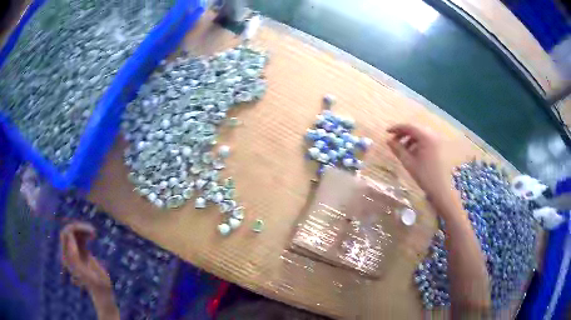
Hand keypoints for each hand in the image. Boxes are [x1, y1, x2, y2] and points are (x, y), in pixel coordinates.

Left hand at [60, 222, 111, 293]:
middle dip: (79, 228)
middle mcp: (69, 253)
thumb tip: (69, 235)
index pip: (65, 235)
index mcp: (66, 257)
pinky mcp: (83, 252)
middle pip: (69, 232)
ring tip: (94, 233)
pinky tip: (94, 236)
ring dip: (83, 230)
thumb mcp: (83, 272)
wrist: (103, 293)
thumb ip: (74, 255)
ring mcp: (76, 252)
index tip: (87, 231)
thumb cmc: (94, 284)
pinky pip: (81, 237)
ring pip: (75, 233)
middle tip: (92, 230)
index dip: (73, 229)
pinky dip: (86, 234)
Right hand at [386, 124, 448, 199]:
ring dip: (411, 139)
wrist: (443, 189)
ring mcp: (439, 141)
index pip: (409, 127)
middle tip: (394, 141)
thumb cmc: (425, 176)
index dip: (397, 128)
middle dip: (404, 134)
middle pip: (416, 129)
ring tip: (403, 149)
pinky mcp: (441, 147)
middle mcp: (434, 135)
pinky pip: (428, 140)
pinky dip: (419, 143)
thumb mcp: (409, 163)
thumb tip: (388, 140)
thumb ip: (398, 150)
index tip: (387, 132)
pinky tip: (414, 153)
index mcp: (426, 137)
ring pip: (422, 135)